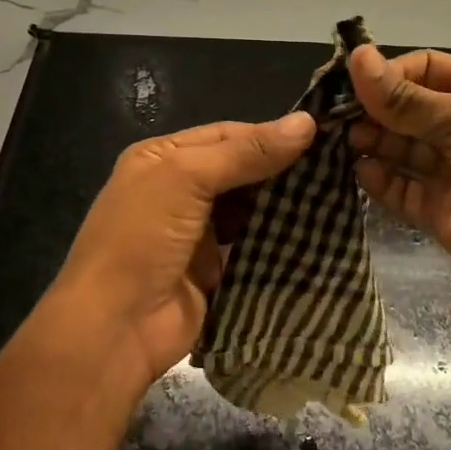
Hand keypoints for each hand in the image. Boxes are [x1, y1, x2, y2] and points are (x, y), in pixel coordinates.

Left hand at [44, 111, 316, 394]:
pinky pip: (252, 246)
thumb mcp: (187, 178)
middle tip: (336, 166)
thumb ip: (246, 152)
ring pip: (249, 209)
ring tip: (335, 195)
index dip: (269, 134)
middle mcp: (178, 189)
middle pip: (240, 170)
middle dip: (281, 170)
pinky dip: (278, 241)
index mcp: (163, 157)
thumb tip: (307, 121)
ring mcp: (196, 232)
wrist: (114, 328)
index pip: (225, 134)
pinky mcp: (214, 271)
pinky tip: (315, 232)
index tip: (320, 136)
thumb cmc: (142, 237)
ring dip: (283, 205)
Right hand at [347, 45, 450, 320]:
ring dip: (373, 143)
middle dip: (375, 111)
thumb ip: (408, 100)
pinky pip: (404, 190)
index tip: (348, 83)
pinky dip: (380, 181)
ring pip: (403, 149)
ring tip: (339, 142)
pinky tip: (358, 173)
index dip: (389, 74)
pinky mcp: (444, 212)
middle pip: (410, 110)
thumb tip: (357, 58)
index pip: (426, 70)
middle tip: (332, 117)